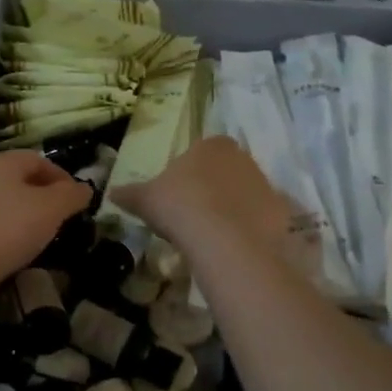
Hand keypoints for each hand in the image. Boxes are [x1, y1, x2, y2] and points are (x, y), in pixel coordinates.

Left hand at [0, 150, 89, 307]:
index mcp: (2, 163)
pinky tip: (13, 251)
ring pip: (4, 203)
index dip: (62, 177)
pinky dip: (5, 233)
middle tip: (60, 219)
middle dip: (43, 197)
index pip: (39, 159)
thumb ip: (71, 195)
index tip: (77, 201)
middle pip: (19, 180)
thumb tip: (85, 189)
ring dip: (24, 216)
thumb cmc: (7, 229)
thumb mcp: (51, 209)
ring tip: (40, 238)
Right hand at [116, 138, 291, 258]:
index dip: (190, 171)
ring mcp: (266, 184)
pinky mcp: (280, 212)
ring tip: (212, 235)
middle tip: (193, 215)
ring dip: (232, 208)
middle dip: (213, 188)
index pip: (202, 151)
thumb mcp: (145, 199)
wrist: (223, 239)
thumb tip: (111, 193)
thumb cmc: (180, 206)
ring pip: (245, 193)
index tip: (178, 195)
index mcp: (212, 145)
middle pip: (226, 171)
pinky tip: (233, 246)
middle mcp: (243, 157)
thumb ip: (129, 193)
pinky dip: (249, 228)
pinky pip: (261, 218)